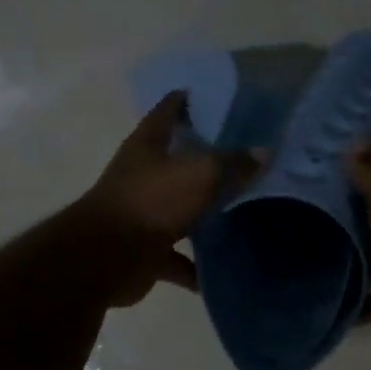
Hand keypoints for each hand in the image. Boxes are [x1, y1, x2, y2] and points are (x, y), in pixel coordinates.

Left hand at [76, 92, 236, 306]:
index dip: (192, 100)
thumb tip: (265, 152)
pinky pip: (175, 256)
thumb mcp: (200, 174)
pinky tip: (220, 270)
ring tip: (240, 213)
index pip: (170, 109)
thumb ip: (233, 163)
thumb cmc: (151, 201)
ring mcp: (141, 212)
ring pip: (179, 208)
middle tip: (246, 156)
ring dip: (202, 213)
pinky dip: (194, 265)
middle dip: (206, 158)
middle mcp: (142, 173)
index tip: (222, 99)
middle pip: (177, 159)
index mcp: (148, 144)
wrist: (106, 257)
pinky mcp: (143, 248)